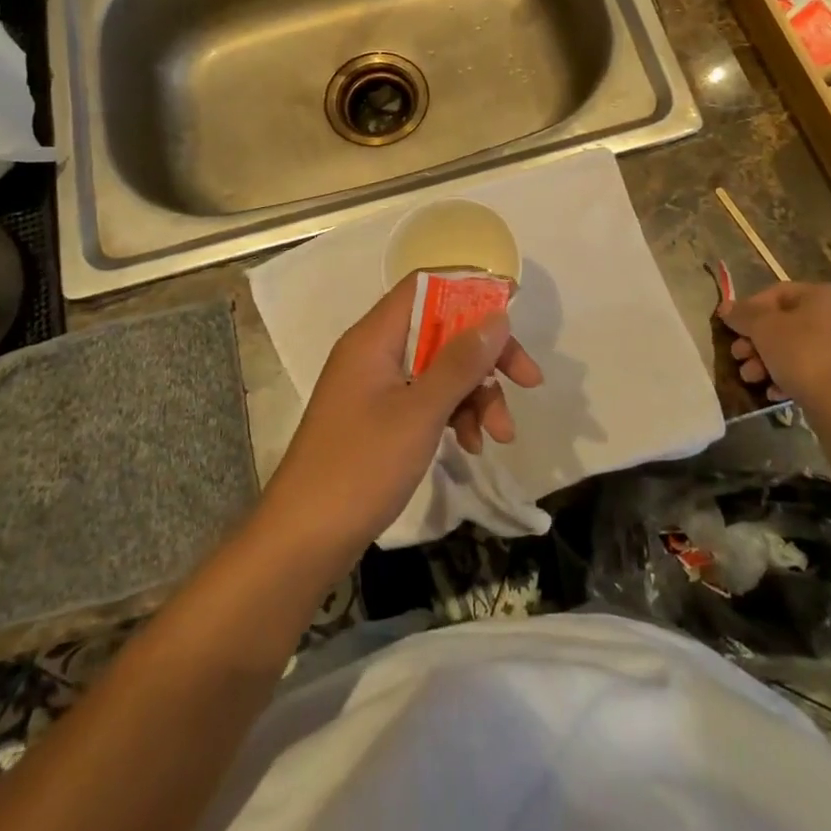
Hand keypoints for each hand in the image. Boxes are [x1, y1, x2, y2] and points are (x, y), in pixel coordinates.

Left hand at [262, 276, 544, 560]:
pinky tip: (472, 446)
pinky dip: (454, 416)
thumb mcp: (420, 412)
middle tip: (527, 380)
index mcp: (375, 337)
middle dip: (486, 355)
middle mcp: (375, 353)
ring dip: (476, 395)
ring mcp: (376, 388)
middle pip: (441, 330)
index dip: (470, 291)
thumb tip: (496, 316)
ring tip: (500, 436)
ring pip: (440, 370)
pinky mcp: (380, 419)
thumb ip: (459, 361)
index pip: (426, 287)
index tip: (512, 311)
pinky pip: (427, 400)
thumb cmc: (360, 467)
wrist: (302, 542)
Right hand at [717, 281, 830, 412]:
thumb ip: (743, 315)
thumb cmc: (803, 354)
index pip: (778, 293)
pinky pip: (816, 368)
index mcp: (827, 294)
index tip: (732, 328)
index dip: (749, 309)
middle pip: (788, 323)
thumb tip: (726, 308)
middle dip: (757, 341)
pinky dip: (792, 376)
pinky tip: (774, 392)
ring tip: (751, 378)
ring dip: (769, 361)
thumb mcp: (764, 329)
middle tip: (738, 356)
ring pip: (800, 348)